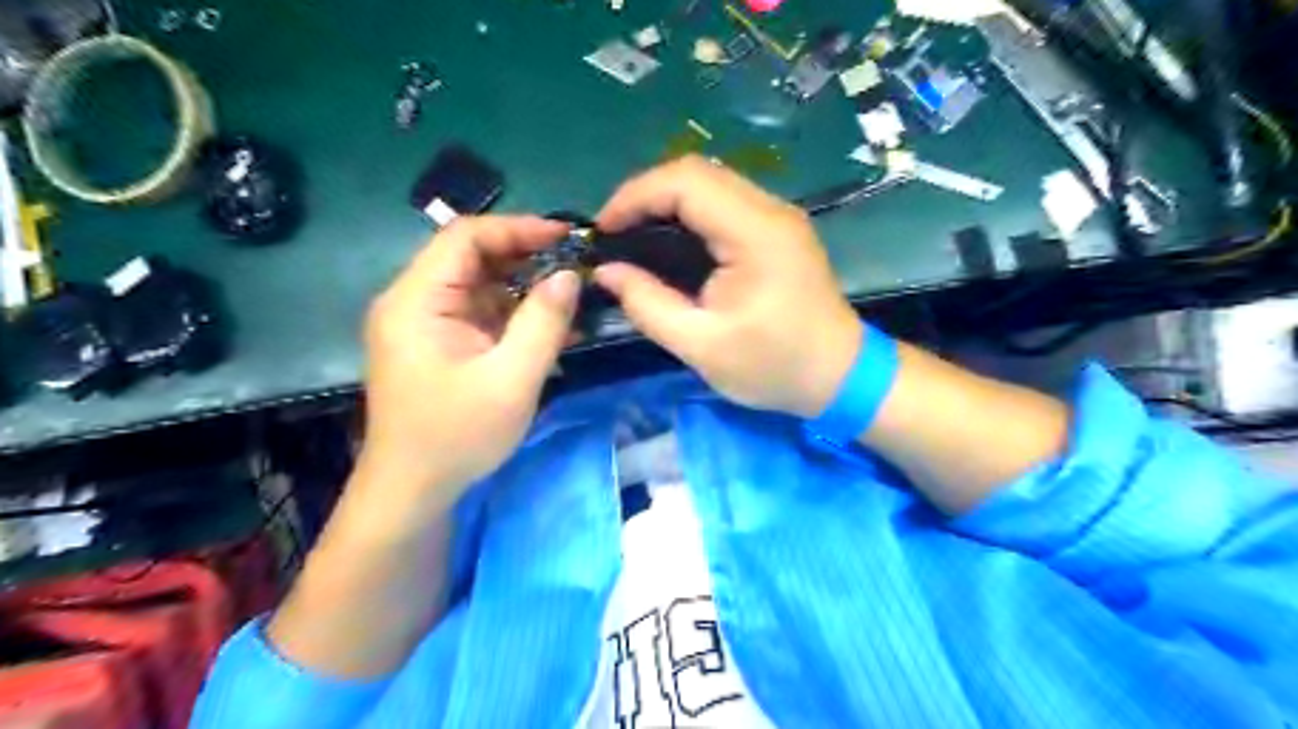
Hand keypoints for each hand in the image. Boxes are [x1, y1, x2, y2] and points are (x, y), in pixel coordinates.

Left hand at [353, 213, 577, 515]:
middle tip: (576, 266)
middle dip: (526, 257)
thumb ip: (544, 322)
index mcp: (417, 300)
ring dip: (525, 287)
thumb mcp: (512, 379)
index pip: (465, 236)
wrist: (413, 491)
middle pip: (472, 257)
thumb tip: (570, 275)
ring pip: (480, 285)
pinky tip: (553, 326)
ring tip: (572, 296)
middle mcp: (413, 301)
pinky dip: (515, 315)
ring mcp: (424, 324)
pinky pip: (480, 314)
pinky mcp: (438, 344)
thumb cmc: (457, 436)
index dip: (518, 228)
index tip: (567, 238)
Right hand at [594, 158, 858, 418]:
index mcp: (755, 233)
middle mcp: (770, 210)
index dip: (635, 195)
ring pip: (711, 183)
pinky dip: (689, 213)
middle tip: (614, 233)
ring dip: (667, 201)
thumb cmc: (774, 366)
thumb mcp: (701, 346)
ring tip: (634, 235)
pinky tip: (670, 241)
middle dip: (646, 195)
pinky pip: (725, 203)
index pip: (686, 182)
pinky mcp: (778, 230)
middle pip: (697, 173)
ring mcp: (778, 217)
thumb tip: (606, 272)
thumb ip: (648, 305)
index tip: (603, 229)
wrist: (840, 376)